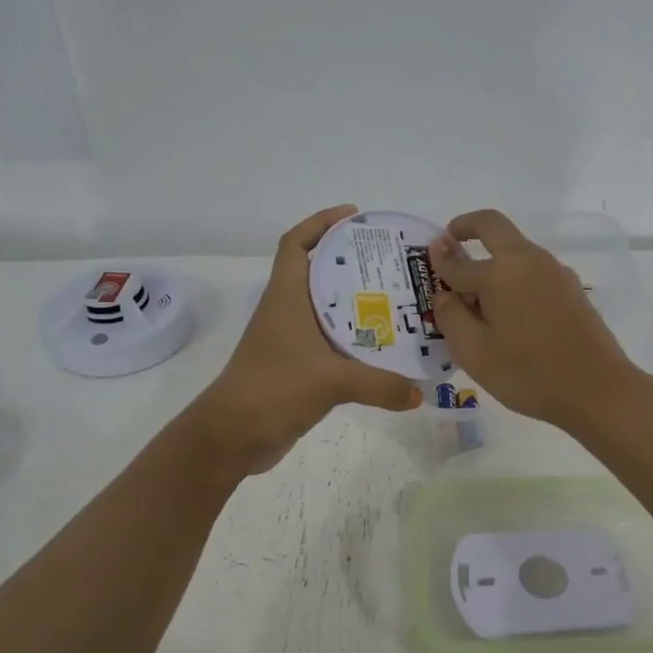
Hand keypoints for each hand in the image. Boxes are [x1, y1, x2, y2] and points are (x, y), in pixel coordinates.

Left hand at [192, 205, 422, 473]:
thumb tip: (419, 393)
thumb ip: (380, 384)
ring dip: (355, 300)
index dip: (320, 222)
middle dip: (352, 261)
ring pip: (326, 308)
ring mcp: (291, 340)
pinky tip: (383, 345)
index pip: (296, 244)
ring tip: (397, 298)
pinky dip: (354, 337)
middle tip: (393, 262)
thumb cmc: (273, 389)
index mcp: (286, 297)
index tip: (354, 216)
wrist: (233, 436)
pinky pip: (331, 341)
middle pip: (318, 272)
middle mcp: (287, 311)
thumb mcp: (331, 381)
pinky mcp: (297, 366)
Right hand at [428, 209, 639, 430]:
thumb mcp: (474, 352)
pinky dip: (511, 276)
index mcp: (500, 272)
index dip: (438, 260)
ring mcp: (554, 272)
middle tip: (449, 241)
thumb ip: (451, 316)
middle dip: (467, 227)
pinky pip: (532, 271)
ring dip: (491, 257)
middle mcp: (528, 260)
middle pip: (493, 226)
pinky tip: (506, 311)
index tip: (426, 256)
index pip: (458, 261)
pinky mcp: (571, 289)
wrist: (598, 390)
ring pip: (516, 250)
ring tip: (475, 296)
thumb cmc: (528, 374)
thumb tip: (444, 292)